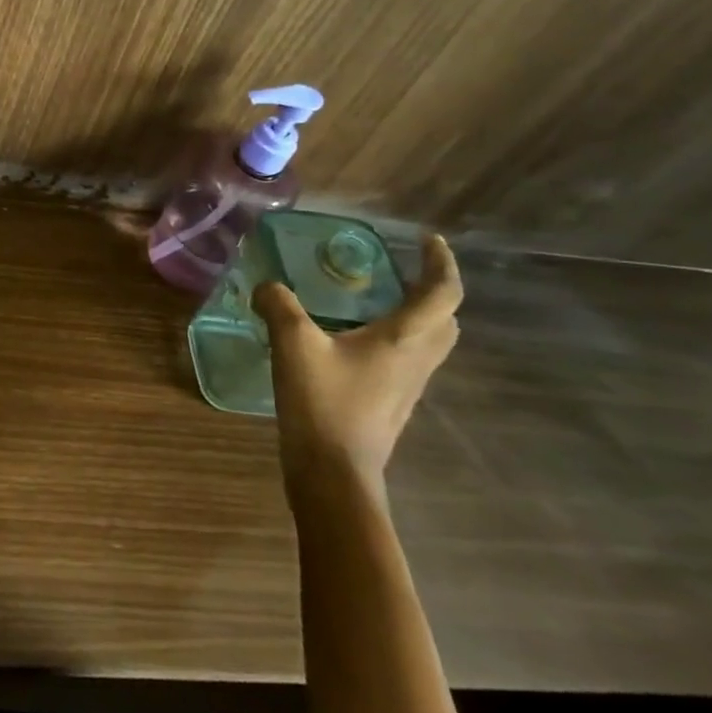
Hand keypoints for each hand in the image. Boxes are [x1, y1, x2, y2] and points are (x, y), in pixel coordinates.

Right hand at [252, 234, 462, 491]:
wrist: (333, 473)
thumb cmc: (323, 403)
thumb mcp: (294, 345)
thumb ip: (279, 306)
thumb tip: (266, 285)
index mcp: (404, 339)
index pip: (443, 292)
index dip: (441, 262)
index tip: (428, 239)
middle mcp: (416, 360)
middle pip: (445, 319)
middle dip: (432, 289)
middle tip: (402, 269)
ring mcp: (407, 386)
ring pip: (429, 342)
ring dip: (417, 315)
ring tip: (379, 299)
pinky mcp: (390, 403)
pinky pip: (406, 360)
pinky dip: (395, 339)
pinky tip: (354, 340)